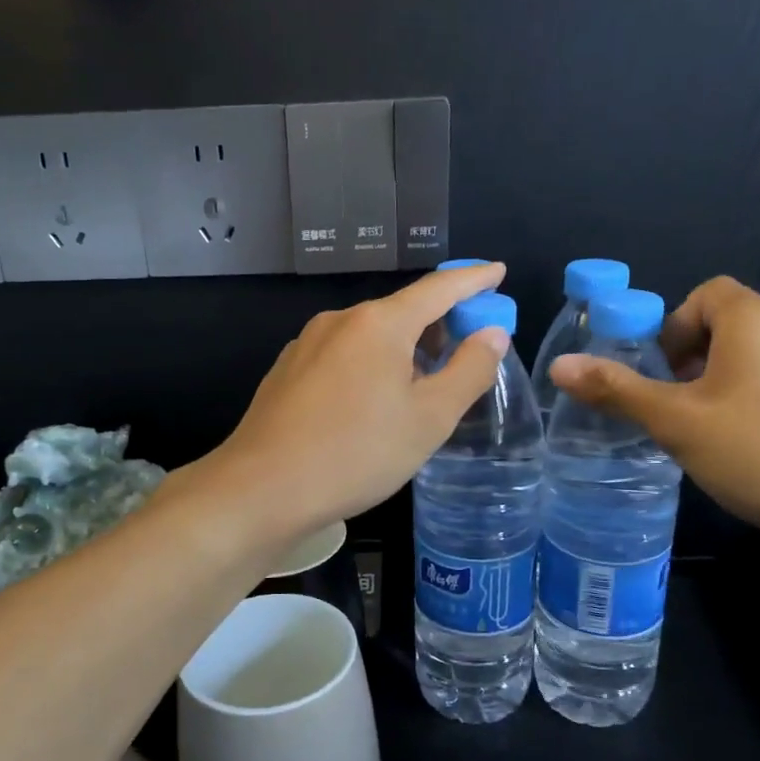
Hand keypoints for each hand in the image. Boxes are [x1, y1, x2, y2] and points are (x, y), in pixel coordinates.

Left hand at [204, 264, 513, 545]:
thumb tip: (491, 334)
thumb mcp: (428, 419)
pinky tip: (370, 403)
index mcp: (379, 323)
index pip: (438, 289)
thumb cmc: (356, 453)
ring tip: (421, 387)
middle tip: (465, 352)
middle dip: (438, 325)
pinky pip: (342, 356)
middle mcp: (339, 321)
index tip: (497, 271)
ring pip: (369, 336)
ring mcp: (306, 344)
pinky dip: (369, 366)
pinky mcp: (287, 370)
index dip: (473, 280)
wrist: (262, 488)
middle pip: (401, 312)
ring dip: (403, 351)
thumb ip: (467, 371)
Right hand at [549, 276, 759, 549]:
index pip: (704, 294)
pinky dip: (758, 398)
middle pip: (730, 323)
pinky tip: (754, 446)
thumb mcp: (674, 422)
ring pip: (758, 354)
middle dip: (693, 358)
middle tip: (678, 408)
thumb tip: (559, 366)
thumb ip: (616, 390)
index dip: (672, 329)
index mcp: (756, 318)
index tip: (662, 375)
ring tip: (711, 432)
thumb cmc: (758, 451)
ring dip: (724, 380)